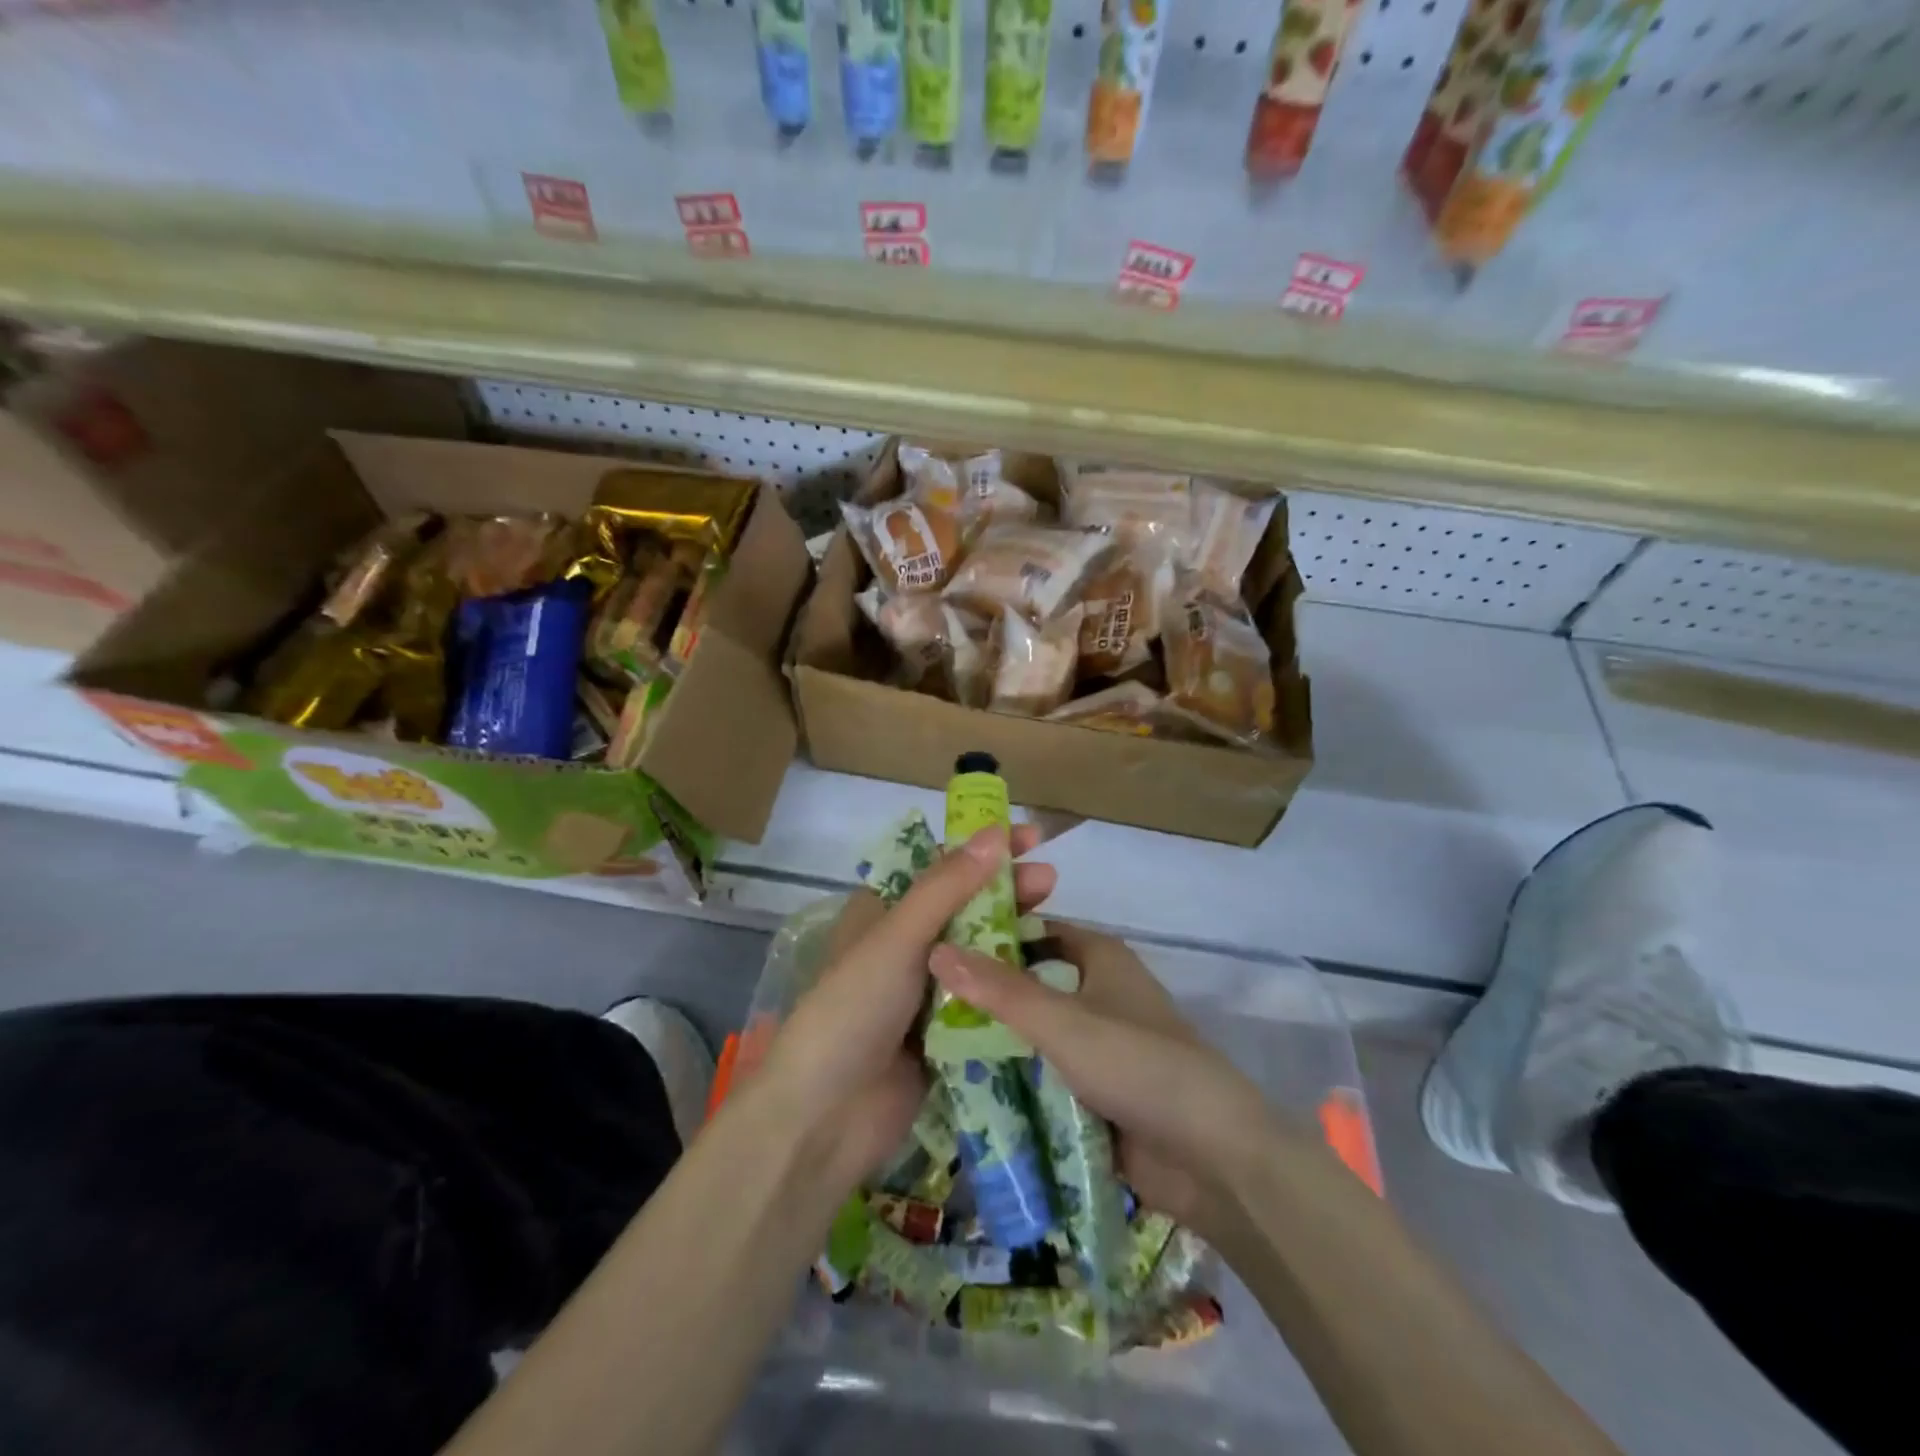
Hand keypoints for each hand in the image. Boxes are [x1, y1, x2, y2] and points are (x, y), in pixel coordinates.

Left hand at [753, 824, 1056, 1188]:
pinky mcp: (945, 1033)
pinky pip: (984, 998)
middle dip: (1005, 890)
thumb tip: (995, 833)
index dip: (981, 848)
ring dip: (1012, 934)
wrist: (825, 1118)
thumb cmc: (853, 1010)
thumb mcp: (897, 938)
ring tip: (1055, 921)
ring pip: (978, 952)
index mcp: (882, 914)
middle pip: (963, 906)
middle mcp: (904, 946)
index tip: (1028, 837)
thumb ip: (946, 887)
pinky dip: (1010, 982)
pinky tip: (1045, 974)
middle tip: (1050, 881)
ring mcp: (926, 992)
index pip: (938, 866)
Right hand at [928, 924, 1296, 1240]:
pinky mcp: (1098, 1090)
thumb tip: (935, 948)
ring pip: (1035, 1032)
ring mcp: (1099, 1044)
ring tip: (928, 1045)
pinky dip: (1015, 1079)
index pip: (1033, 930)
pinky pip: (1046, 1075)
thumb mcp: (1063, 1021)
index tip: (936, 945)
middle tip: (921, 1002)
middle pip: (1030, 983)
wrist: (1213, 1156)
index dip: (989, 933)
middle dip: (984, 994)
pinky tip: (964, 1087)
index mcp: (1100, 957)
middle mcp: (1099, 991)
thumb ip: (1000, 990)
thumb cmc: (1139, 1064)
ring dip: (995, 1041)